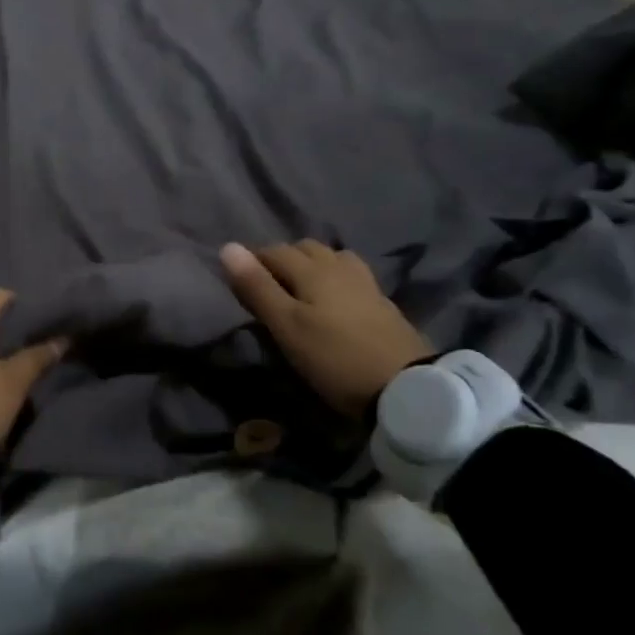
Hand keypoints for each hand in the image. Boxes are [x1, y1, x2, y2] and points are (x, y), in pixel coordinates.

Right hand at [220, 241, 431, 416]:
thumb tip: (228, 246)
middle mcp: (339, 266)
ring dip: (311, 264)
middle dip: (282, 259)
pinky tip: (333, 298)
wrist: (406, 388)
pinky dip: (334, 277)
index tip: (239, 282)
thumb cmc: (334, 357)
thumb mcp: (286, 326)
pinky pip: (350, 275)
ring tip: (300, 289)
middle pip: (304, 248)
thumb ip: (257, 287)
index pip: (273, 251)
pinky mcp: (382, 302)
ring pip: (331, 258)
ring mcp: (365, 283)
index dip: (252, 261)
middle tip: (267, 286)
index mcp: (313, 269)